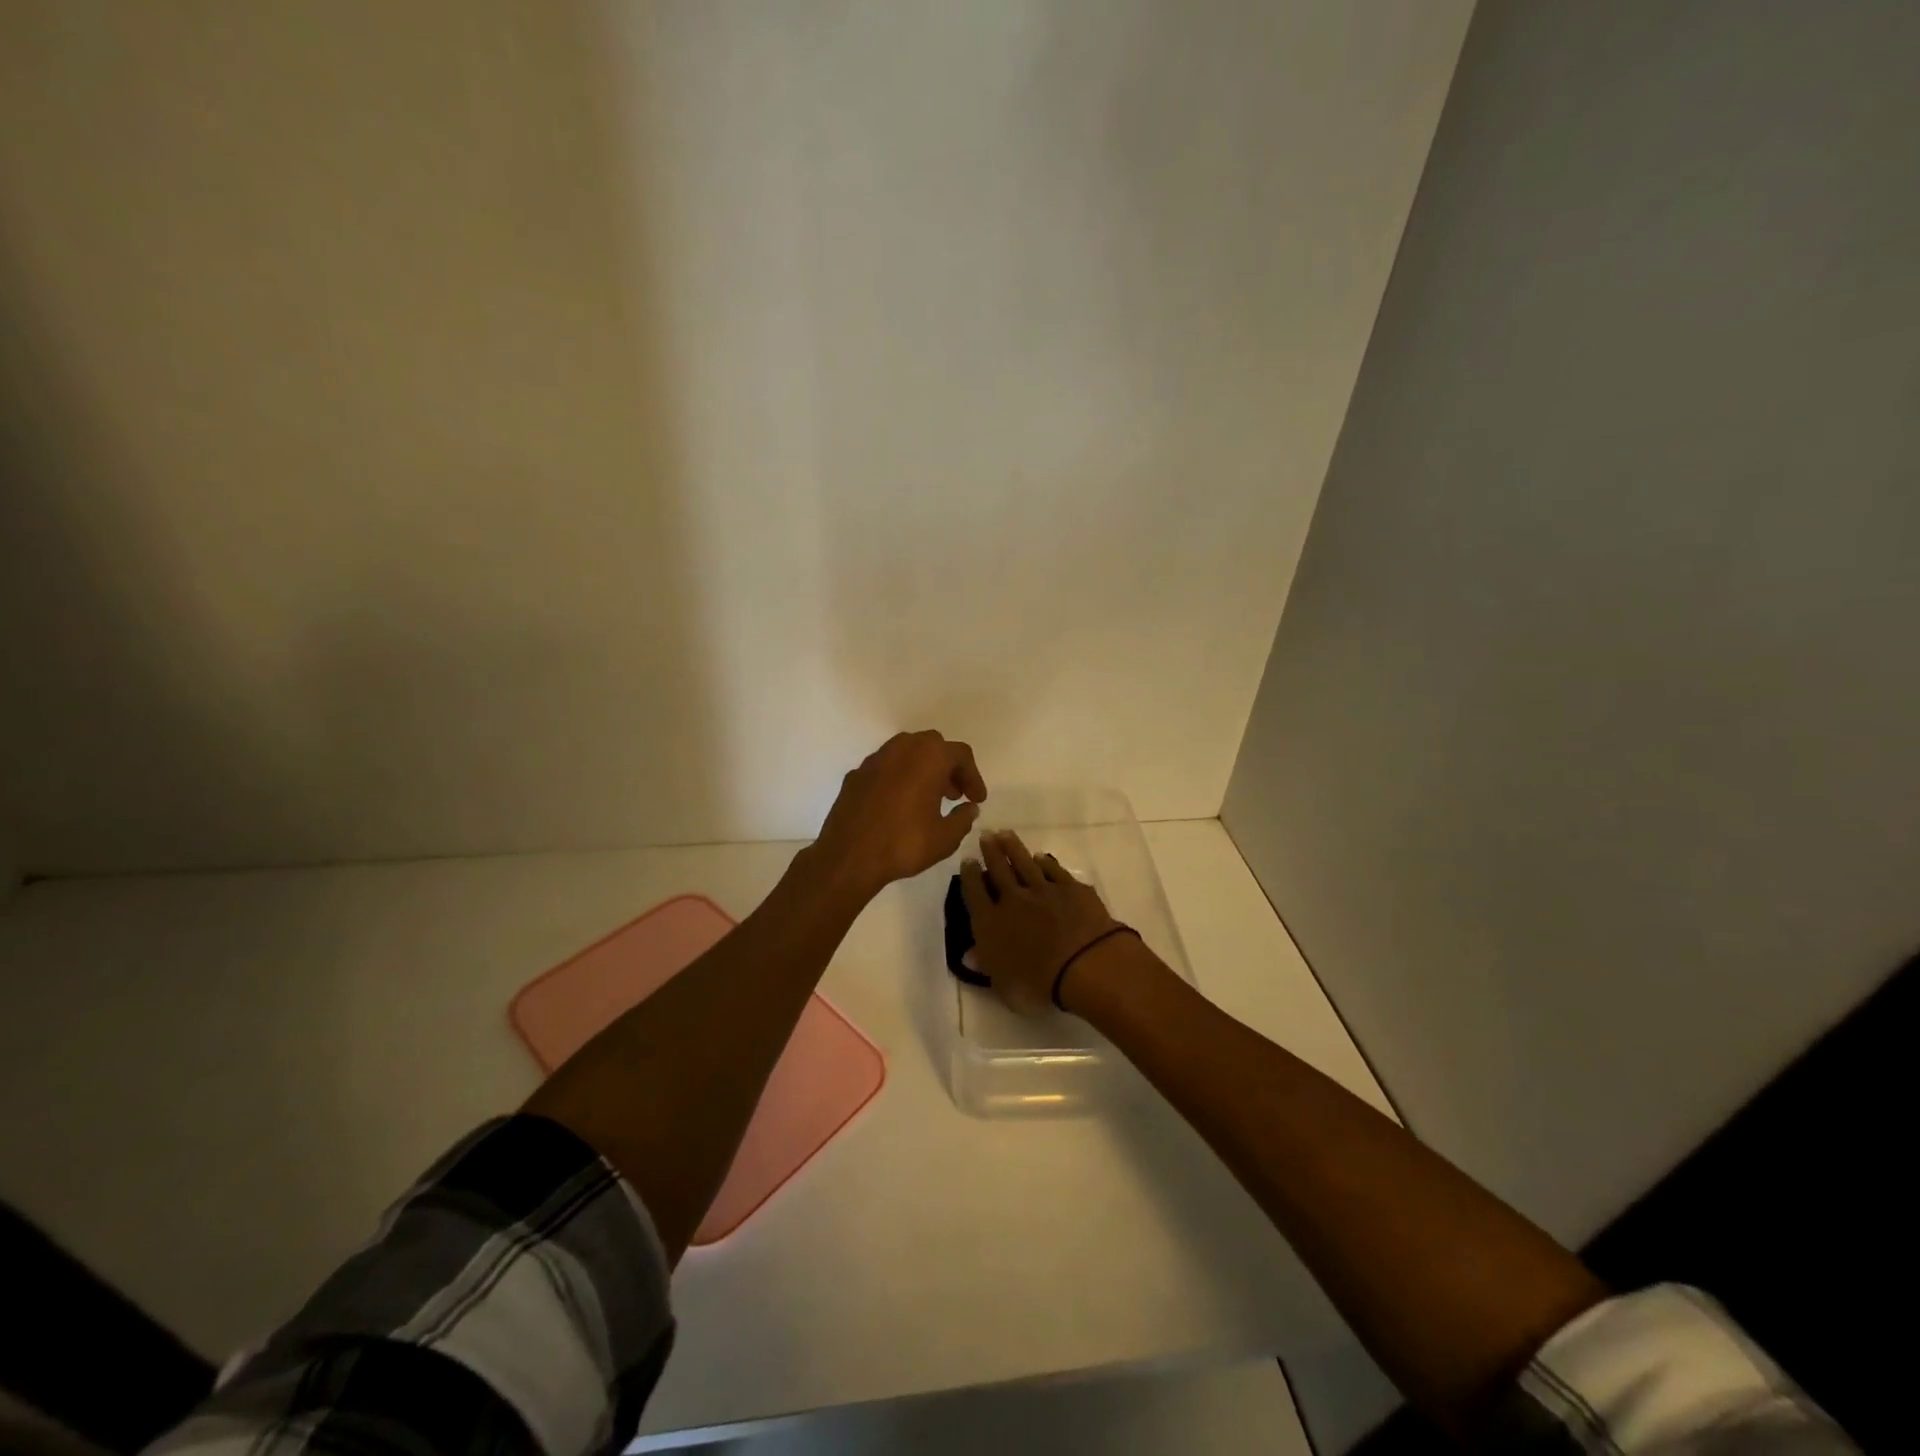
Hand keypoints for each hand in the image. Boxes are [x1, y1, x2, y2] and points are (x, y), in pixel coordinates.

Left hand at [812, 731, 987, 899]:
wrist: (848, 856)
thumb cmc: (903, 844)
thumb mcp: (945, 838)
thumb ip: (963, 819)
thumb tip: (969, 809)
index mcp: (928, 757)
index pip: (960, 755)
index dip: (973, 776)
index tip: (976, 800)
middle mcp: (901, 749)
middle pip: (933, 746)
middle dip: (947, 767)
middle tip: (954, 795)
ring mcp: (875, 759)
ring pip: (906, 752)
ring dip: (922, 768)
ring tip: (927, 798)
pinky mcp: (855, 774)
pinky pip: (885, 767)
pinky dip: (898, 777)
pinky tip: (898, 804)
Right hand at [960, 830, 1122, 1015]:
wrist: (1085, 964)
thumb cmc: (1039, 984)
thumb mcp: (1004, 986)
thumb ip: (986, 966)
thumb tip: (969, 954)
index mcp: (991, 923)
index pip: (974, 893)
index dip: (969, 876)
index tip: (967, 861)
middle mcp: (1013, 900)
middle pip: (998, 870)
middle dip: (990, 852)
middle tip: (985, 836)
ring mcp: (1044, 890)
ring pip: (1024, 863)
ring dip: (1013, 848)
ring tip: (1005, 834)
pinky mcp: (1071, 888)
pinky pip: (1054, 871)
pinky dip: (1046, 863)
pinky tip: (1041, 857)